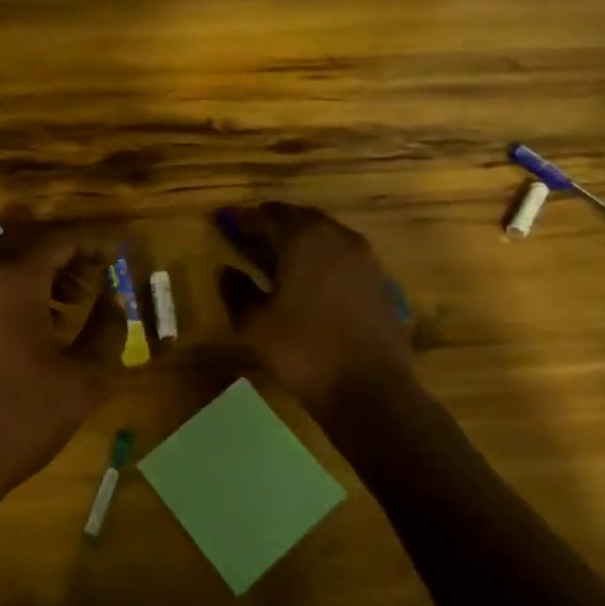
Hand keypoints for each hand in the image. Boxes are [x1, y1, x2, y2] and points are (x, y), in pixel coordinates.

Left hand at [0, 228, 125, 516]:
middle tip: (95, 277)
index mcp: (13, 279)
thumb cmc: (20, 417)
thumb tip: (115, 298)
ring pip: (5, 260)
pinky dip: (14, 287)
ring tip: (71, 303)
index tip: (117, 254)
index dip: (93, 242)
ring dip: (40, 271)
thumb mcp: (82, 378)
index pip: (60, 239)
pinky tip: (36, 322)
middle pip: (30, 242)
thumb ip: (107, 328)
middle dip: (66, 254)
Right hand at [214, 202, 418, 424]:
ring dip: (299, 240)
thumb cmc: (303, 351)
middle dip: (273, 224)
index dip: (244, 218)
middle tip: (249, 238)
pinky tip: (307, 280)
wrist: (372, 391)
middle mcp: (337, 237)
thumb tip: (227, 270)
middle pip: (299, 218)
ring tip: (275, 258)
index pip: (268, 215)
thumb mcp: (254, 323)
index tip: (225, 223)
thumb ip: (236, 290)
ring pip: (324, 234)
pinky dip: (321, 257)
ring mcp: (364, 258)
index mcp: (304, 239)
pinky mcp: (379, 280)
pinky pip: (342, 255)